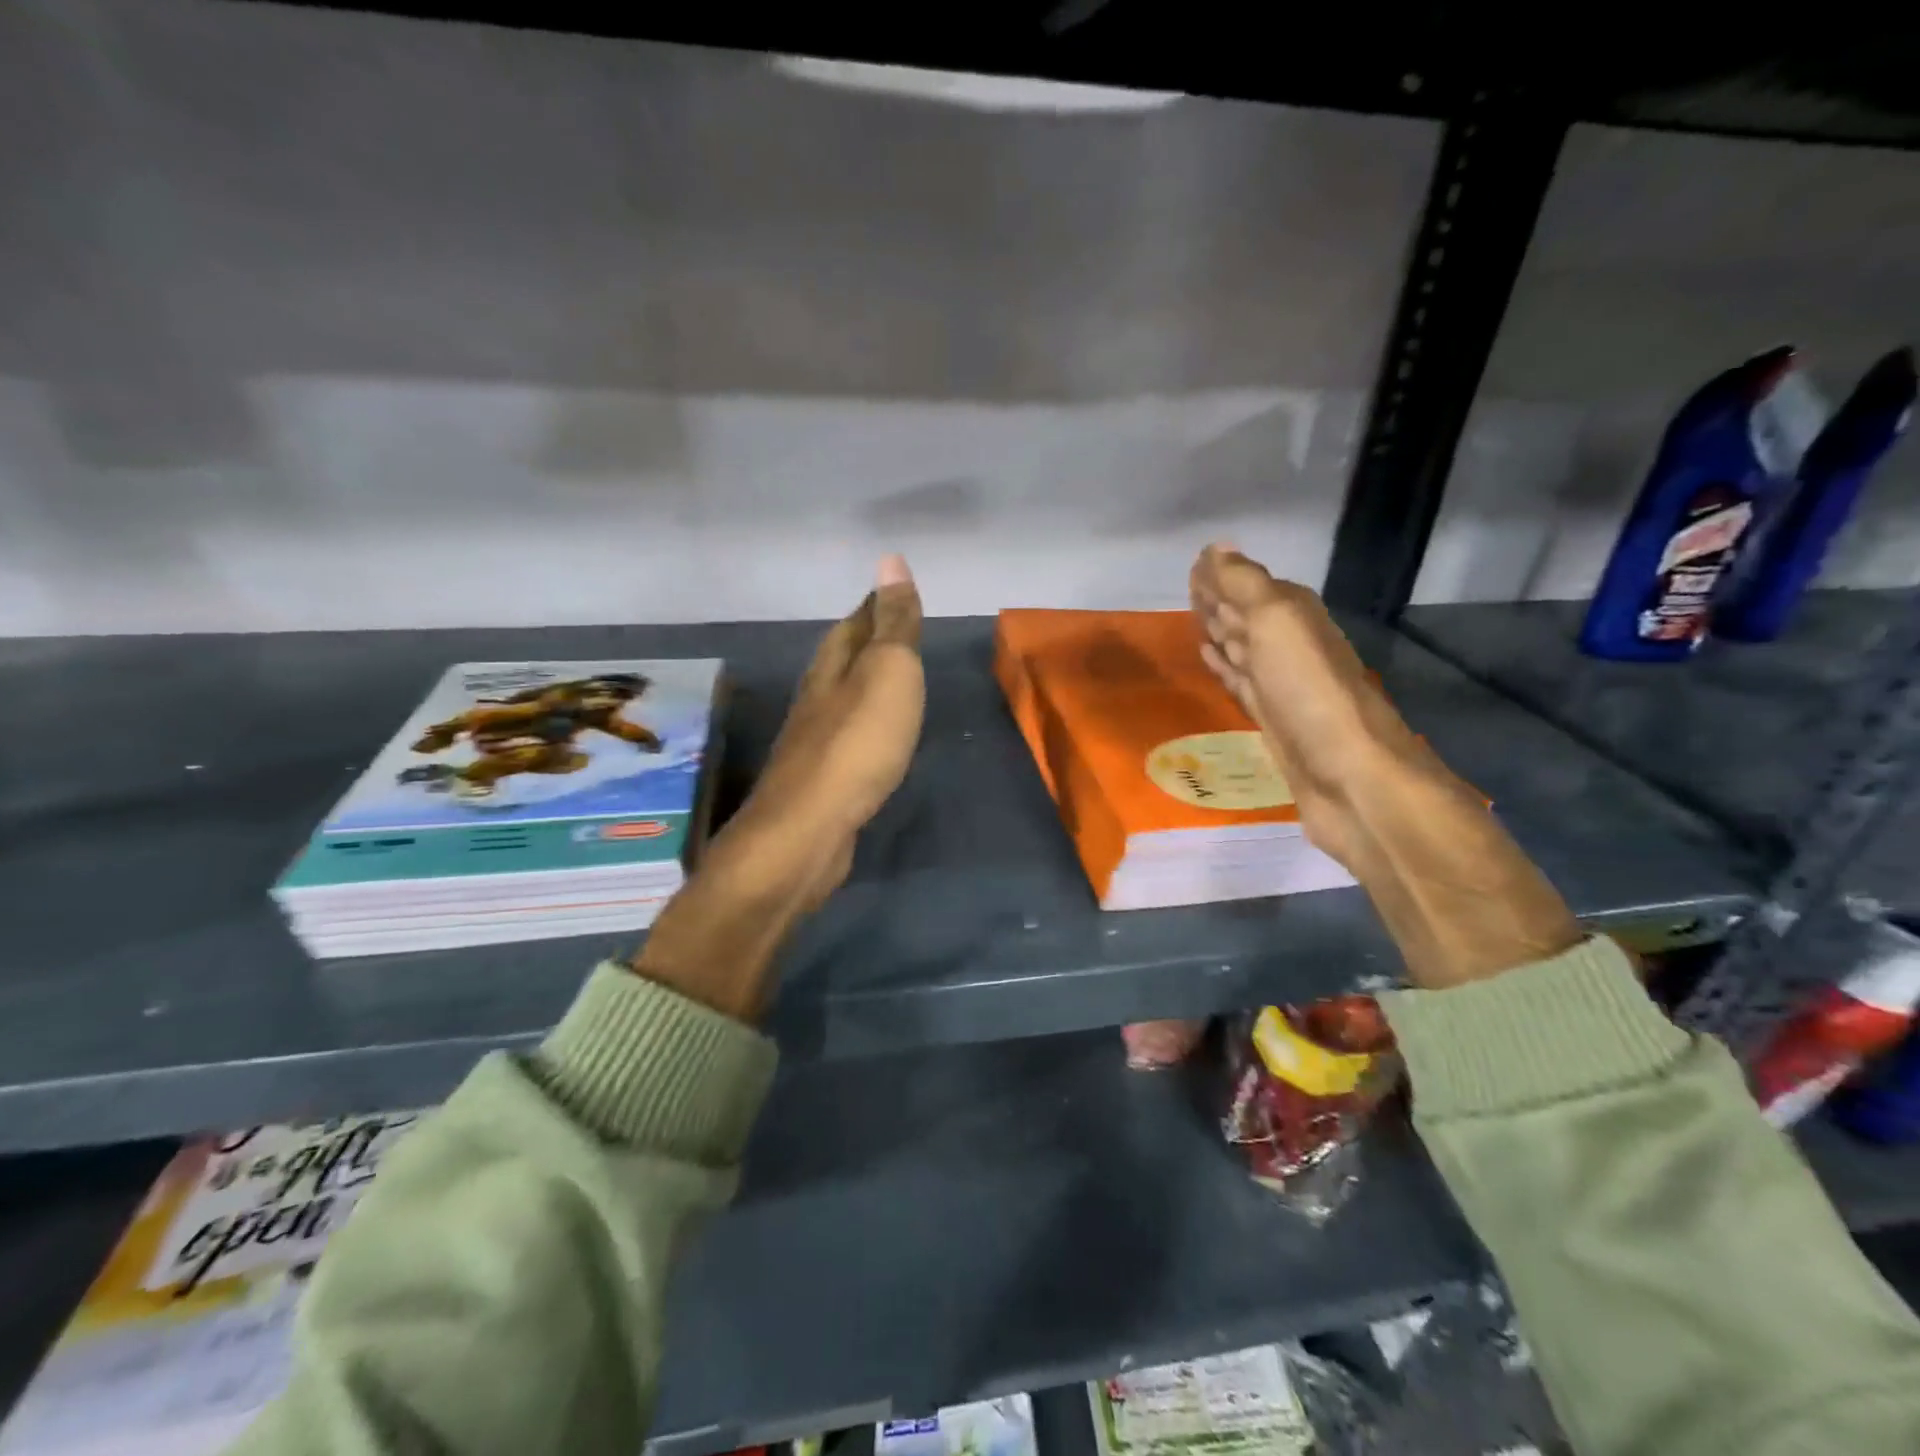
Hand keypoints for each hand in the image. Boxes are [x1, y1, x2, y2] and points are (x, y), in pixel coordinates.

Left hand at [725, 553, 925, 908]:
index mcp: (833, 663)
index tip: (897, 590)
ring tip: (891, 676)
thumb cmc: (857, 743)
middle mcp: (817, 694)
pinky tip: (875, 733)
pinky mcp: (821, 777)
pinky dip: (865, 721)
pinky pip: (848, 733)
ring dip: (864, 680)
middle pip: (844, 654)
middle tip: (897, 628)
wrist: (809, 829)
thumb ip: (893, 623)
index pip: (859, 620)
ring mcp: (814, 738)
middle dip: (868, 637)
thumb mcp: (888, 672)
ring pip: (843, 694)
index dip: (880, 603)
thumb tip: (891, 559)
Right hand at [1189, 544, 1430, 867]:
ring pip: (1242, 648)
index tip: (1192, 566)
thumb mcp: (1277, 622)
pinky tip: (1210, 662)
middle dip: (1217, 601)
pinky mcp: (1271, 719)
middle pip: (1245, 615)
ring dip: (1219, 634)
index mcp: (1293, 615)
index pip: (1248, 585)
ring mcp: (1280, 684)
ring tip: (1193, 623)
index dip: (1220, 576)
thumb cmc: (1310, 692)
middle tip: (1186, 590)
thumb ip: (1244, 585)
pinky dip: (1223, 668)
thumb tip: (1216, 548)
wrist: (1349, 776)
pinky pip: (1239, 682)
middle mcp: (1288, 644)